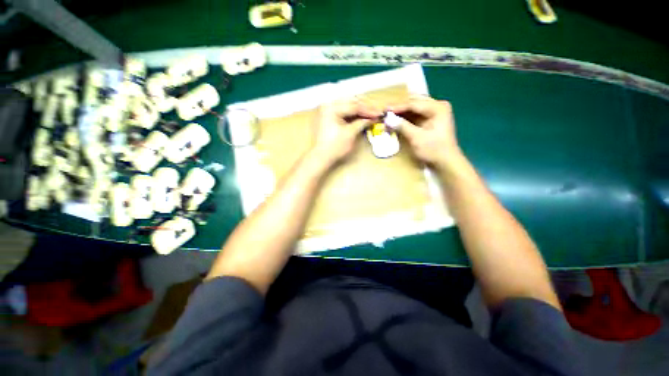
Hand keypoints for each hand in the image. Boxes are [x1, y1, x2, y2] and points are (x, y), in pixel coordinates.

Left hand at [310, 99, 377, 166]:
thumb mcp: (350, 134)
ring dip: (359, 109)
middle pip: (351, 102)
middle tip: (377, 112)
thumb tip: (373, 118)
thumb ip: (362, 123)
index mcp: (333, 108)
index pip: (355, 106)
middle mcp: (329, 105)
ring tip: (371, 113)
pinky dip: (352, 113)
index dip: (369, 110)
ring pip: (347, 105)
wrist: (321, 157)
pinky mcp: (328, 116)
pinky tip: (361, 116)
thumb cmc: (335, 147)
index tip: (380, 113)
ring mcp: (327, 110)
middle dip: (365, 107)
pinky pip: (343, 111)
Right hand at [388, 96, 462, 169]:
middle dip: (399, 107)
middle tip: (384, 111)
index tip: (384, 110)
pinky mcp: (429, 121)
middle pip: (414, 103)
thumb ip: (402, 126)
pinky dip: (405, 118)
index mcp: (437, 108)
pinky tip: (395, 120)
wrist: (446, 162)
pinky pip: (414, 115)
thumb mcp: (417, 138)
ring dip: (401, 112)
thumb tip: (387, 119)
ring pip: (413, 108)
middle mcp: (436, 106)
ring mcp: (434, 113)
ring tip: (388, 115)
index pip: (413, 104)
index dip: (397, 107)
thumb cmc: (434, 150)